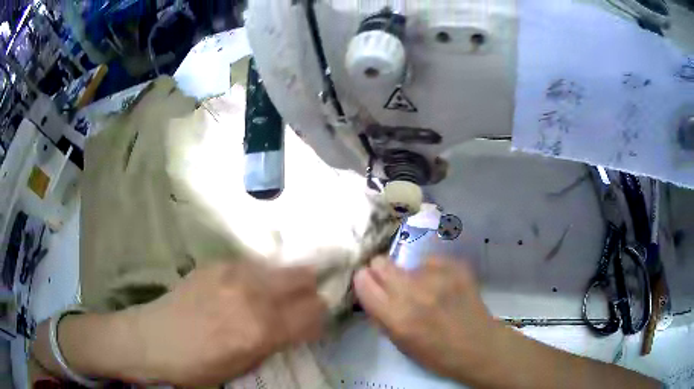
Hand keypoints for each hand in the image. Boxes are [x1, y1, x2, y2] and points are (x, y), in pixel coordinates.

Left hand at [126, 262, 326, 385]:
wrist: (153, 340)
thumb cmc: (200, 366)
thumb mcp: (246, 366)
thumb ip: (277, 341)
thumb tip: (299, 325)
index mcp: (262, 328)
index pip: (315, 311)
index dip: (320, 317)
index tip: (313, 323)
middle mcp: (252, 293)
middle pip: (303, 277)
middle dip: (308, 291)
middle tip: (298, 305)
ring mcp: (232, 272)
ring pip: (279, 267)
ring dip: (283, 283)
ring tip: (268, 298)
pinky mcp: (216, 262)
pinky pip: (252, 265)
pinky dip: (257, 277)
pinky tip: (240, 291)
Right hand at [354, 256, 498, 381]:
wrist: (479, 347)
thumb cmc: (437, 354)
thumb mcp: (400, 344)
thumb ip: (381, 316)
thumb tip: (370, 291)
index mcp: (396, 317)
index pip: (363, 281)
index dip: (365, 282)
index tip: (370, 286)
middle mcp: (414, 292)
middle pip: (380, 262)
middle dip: (381, 272)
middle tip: (394, 285)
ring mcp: (437, 276)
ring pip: (407, 263)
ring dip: (411, 276)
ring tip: (427, 292)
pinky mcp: (456, 267)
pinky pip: (431, 261)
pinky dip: (432, 272)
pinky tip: (444, 287)